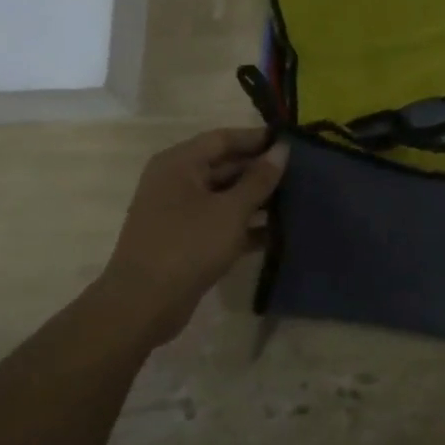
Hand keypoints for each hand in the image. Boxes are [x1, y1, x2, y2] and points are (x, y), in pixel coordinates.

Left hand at [102, 128, 288, 343]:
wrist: (142, 306)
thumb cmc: (187, 246)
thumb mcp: (231, 210)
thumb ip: (259, 179)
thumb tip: (282, 149)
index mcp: (180, 164)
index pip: (224, 138)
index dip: (258, 139)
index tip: (293, 142)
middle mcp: (176, 182)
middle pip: (225, 166)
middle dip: (261, 170)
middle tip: (302, 173)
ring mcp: (180, 212)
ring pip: (226, 196)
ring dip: (258, 199)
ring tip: (298, 200)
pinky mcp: (187, 240)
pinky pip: (221, 222)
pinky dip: (246, 225)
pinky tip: (280, 232)